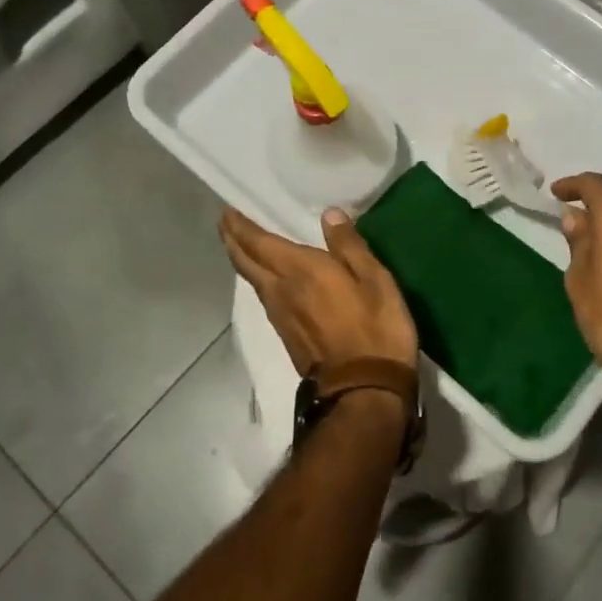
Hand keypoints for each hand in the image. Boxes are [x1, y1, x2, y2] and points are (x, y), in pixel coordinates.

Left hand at [218, 207, 417, 375]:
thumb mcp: (375, 280)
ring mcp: (281, 316)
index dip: (240, 226)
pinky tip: (267, 278)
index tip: (227, 210)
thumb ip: (349, 246)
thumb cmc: (375, 329)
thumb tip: (329, 214)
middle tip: (226, 222)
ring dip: (243, 259)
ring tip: (242, 243)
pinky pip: (264, 297)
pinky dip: (257, 279)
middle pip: (246, 261)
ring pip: (252, 280)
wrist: (365, 391)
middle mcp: (281, 290)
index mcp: (300, 271)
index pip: (259, 242)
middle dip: (233, 239)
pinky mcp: (287, 335)